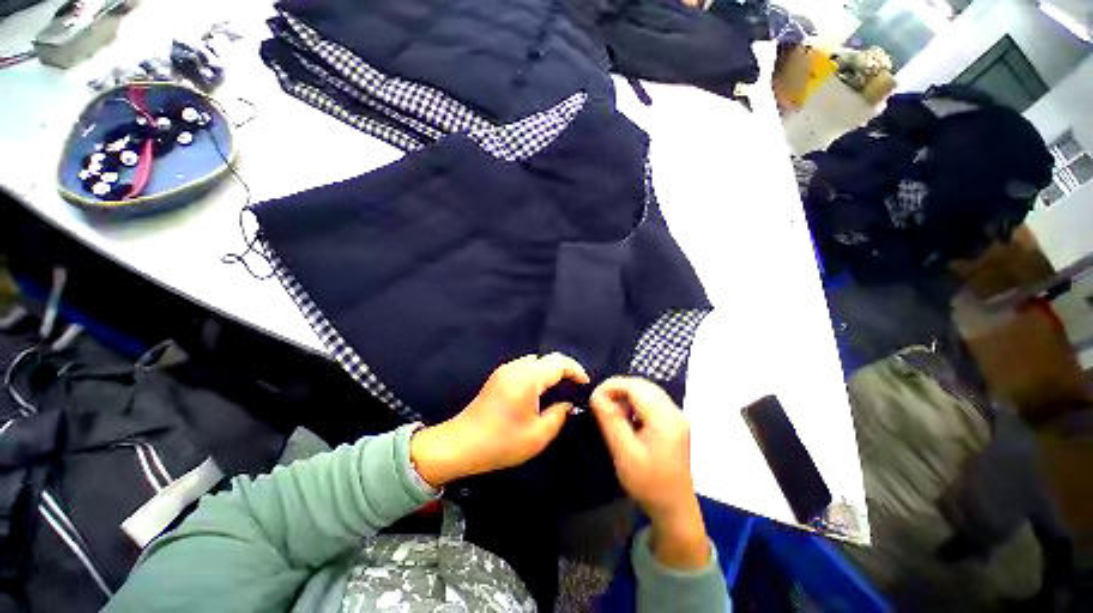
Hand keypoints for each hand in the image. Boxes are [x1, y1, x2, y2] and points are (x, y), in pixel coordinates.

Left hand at [410, 353, 588, 486]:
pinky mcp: (498, 377)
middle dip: (564, 368)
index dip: (575, 370)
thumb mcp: (537, 436)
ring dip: (549, 370)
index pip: (558, 362)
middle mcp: (516, 367)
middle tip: (574, 386)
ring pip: (535, 361)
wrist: (460, 444)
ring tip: (559, 387)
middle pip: (547, 358)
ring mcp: (505, 370)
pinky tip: (539, 390)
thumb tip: (567, 404)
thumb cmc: (501, 442)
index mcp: (528, 378)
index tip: (584, 383)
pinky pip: (524, 366)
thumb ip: (558, 416)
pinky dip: (537, 372)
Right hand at [590, 377, 709, 569]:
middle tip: (599, 402)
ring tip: (609, 409)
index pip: (635, 386)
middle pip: (642, 385)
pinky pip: (650, 400)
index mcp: (665, 418)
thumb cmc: (649, 484)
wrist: (674, 508)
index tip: (593, 397)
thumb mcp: (625, 453)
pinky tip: (625, 415)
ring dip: (625, 394)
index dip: (611, 386)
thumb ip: (610, 420)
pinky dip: (634, 401)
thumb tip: (596, 395)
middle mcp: (674, 411)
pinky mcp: (672, 421)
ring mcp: (675, 415)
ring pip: (646, 390)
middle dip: (618, 388)